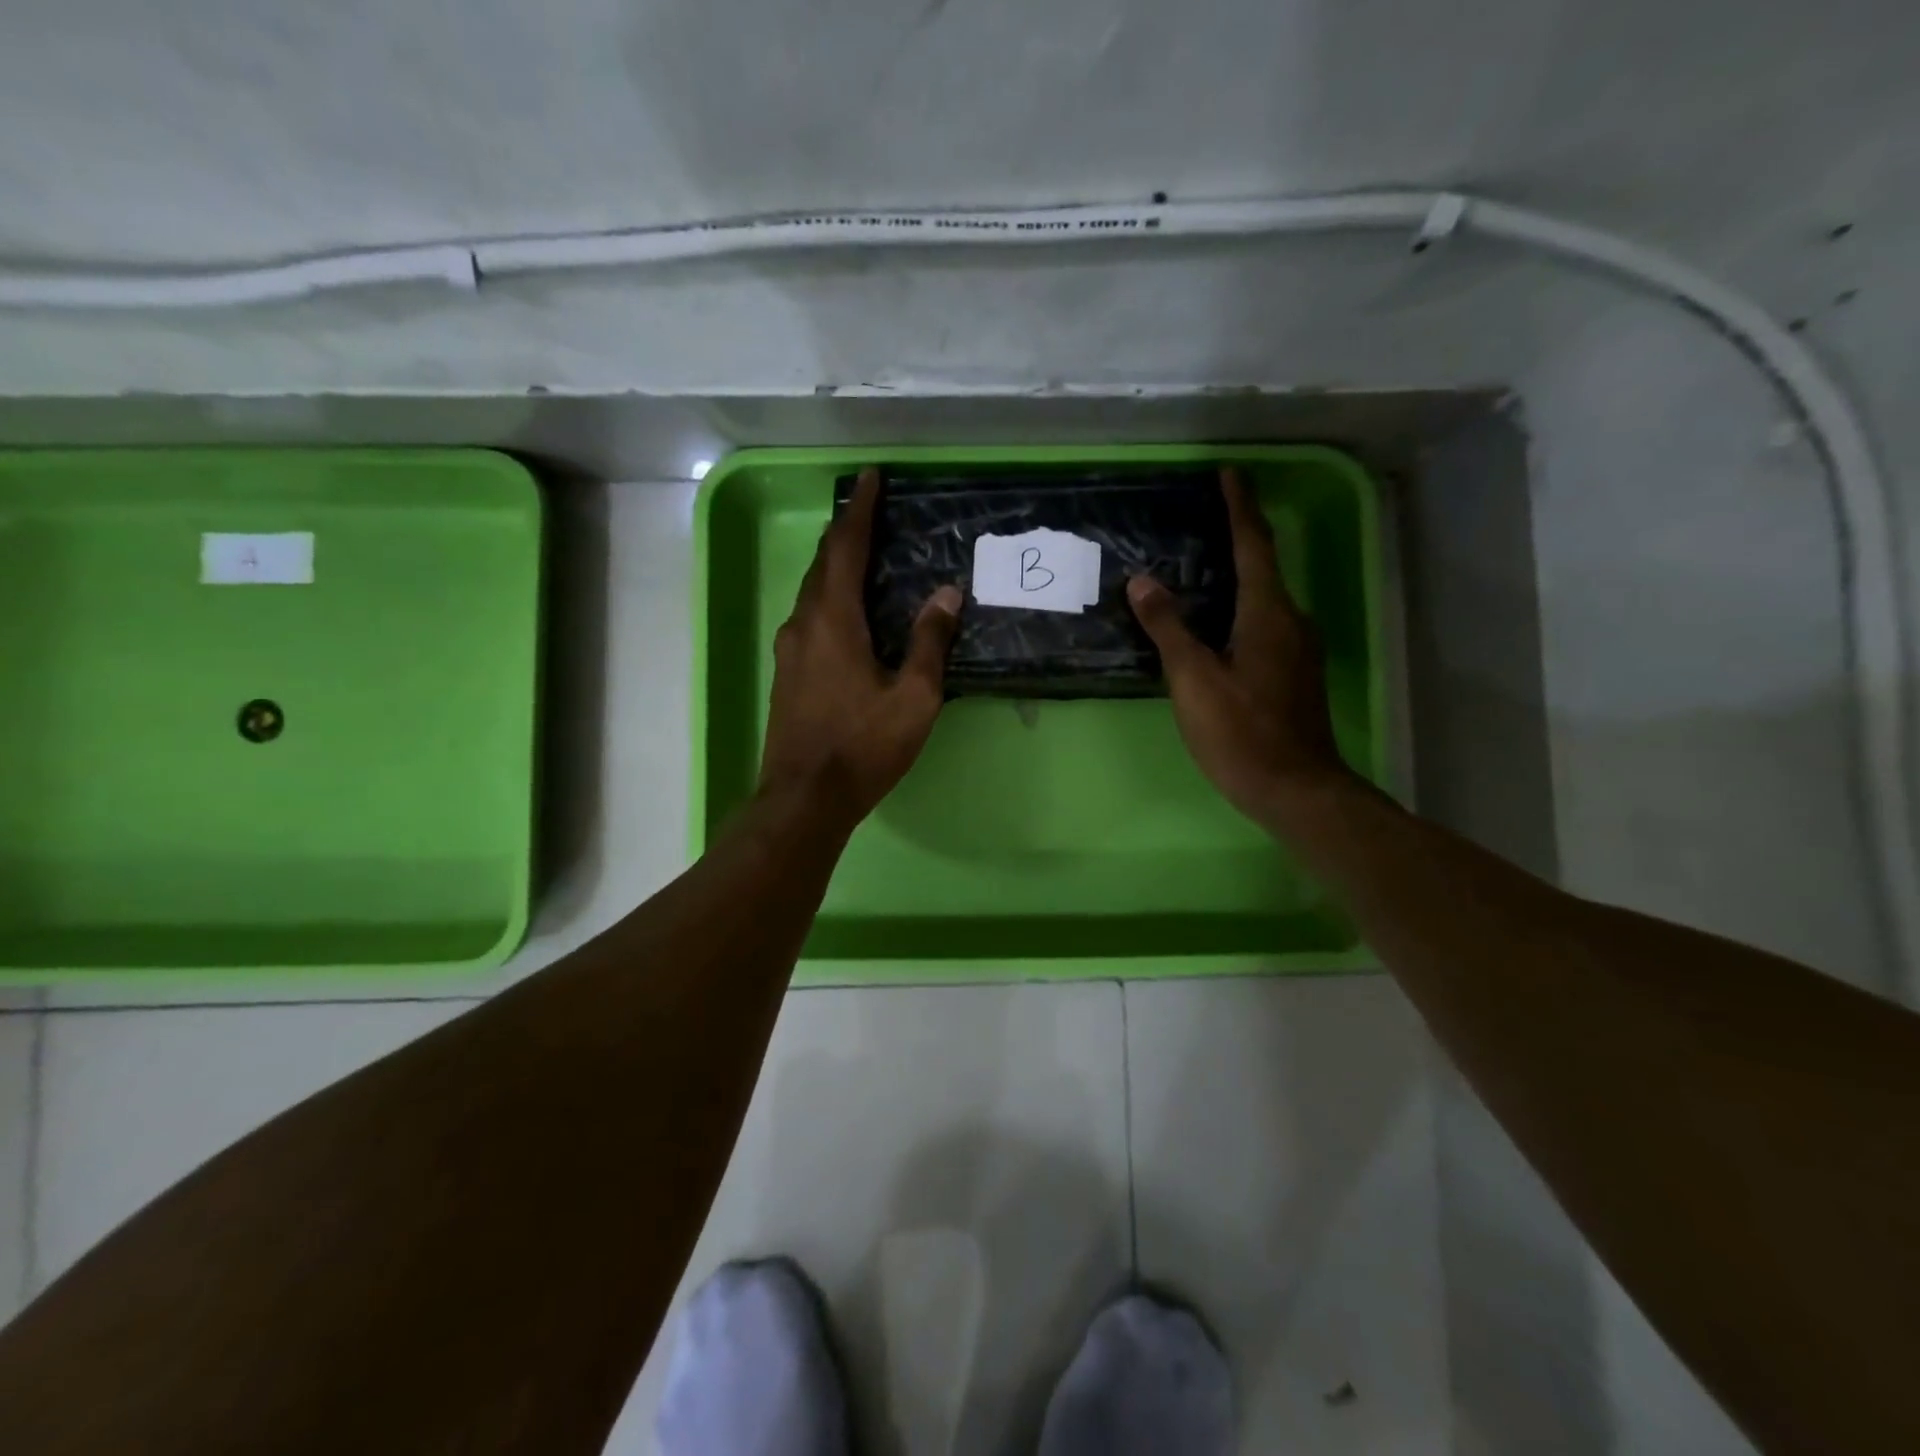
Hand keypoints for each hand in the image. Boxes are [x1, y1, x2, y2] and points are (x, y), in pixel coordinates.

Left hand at [759, 467, 962, 825]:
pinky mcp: (786, 673)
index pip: (846, 549)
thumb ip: (929, 642)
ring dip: (835, 567)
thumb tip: (947, 594)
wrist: (804, 798)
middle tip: (870, 513)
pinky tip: (846, 612)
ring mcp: (788, 650)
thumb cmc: (863, 746)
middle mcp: (803, 624)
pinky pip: (808, 618)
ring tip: (862, 556)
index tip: (870, 479)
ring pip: (811, 592)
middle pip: (823, 565)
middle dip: (845, 533)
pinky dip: (828, 598)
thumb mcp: (913, 698)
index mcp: (833, 620)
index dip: (860, 511)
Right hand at [1126, 466, 1348, 826]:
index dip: (1239, 508)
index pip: (1253, 545)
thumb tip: (1143, 581)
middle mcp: (1291, 621)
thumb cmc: (1241, 732)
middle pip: (1263, 567)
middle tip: (1205, 518)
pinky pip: (1265, 623)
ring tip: (1204, 566)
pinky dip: (1241, 607)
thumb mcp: (1194, 679)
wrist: (1295, 789)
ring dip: (1239, 575)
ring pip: (1265, 598)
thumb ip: (1169, 628)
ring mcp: (1297, 649)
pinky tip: (1217, 622)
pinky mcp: (1293, 674)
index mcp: (1268, 613)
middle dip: (1238, 537)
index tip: (1229, 474)